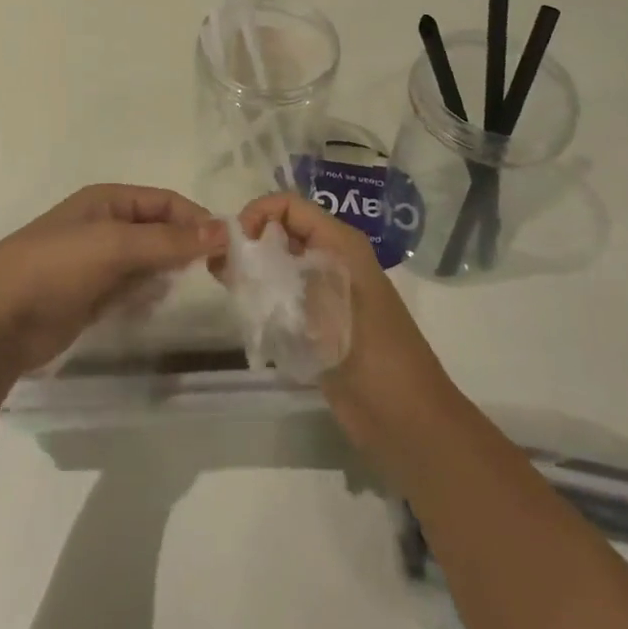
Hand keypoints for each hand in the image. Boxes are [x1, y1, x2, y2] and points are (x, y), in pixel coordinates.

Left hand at [0, 184, 222, 376]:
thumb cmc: (56, 268)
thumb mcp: (115, 246)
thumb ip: (169, 241)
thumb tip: (223, 231)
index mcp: (108, 200)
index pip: (166, 202)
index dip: (197, 220)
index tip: (228, 248)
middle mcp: (105, 225)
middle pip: (159, 230)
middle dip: (186, 246)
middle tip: (217, 273)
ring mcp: (96, 262)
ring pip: (148, 260)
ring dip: (168, 271)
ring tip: (186, 288)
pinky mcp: (91, 295)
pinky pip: (132, 287)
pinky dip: (147, 293)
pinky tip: (154, 304)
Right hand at [231, 194, 460, 468]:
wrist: (407, 422)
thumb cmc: (372, 357)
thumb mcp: (323, 308)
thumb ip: (274, 280)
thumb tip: (228, 259)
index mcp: (340, 244)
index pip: (289, 206)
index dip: (257, 214)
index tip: (233, 246)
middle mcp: (333, 260)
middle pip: (283, 232)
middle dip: (250, 244)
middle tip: (220, 270)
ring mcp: (328, 292)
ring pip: (281, 265)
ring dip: (254, 273)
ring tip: (229, 292)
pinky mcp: (321, 323)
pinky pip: (285, 296)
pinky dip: (264, 300)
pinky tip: (246, 315)